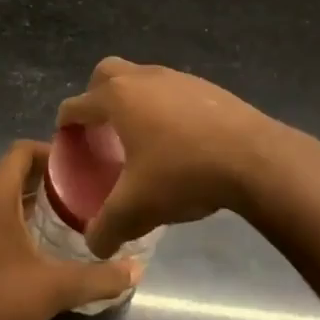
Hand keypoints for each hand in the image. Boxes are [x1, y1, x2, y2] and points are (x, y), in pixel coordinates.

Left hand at [0, 140, 138, 319]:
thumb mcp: (53, 291)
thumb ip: (98, 278)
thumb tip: (137, 269)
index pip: (21, 152)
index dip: (49, 152)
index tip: (77, 167)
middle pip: (8, 175)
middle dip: (41, 182)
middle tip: (75, 198)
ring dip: (20, 204)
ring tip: (53, 223)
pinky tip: (19, 252)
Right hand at [56, 57, 289, 257]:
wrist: (253, 158)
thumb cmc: (183, 173)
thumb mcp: (136, 209)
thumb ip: (106, 228)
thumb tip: (94, 244)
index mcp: (118, 98)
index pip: (77, 104)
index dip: (66, 124)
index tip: (67, 143)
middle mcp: (143, 78)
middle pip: (106, 74)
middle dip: (96, 97)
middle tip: (101, 131)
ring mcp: (177, 77)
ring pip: (142, 79)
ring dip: (134, 102)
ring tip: (140, 139)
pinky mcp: (206, 86)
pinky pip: (172, 91)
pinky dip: (164, 108)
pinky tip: (177, 141)